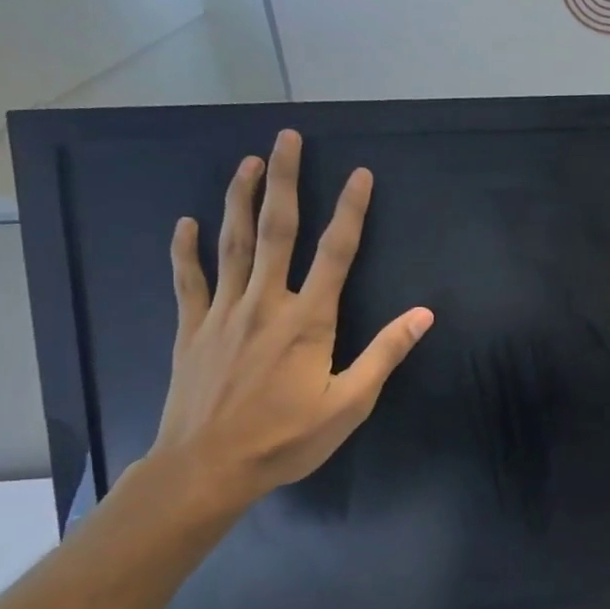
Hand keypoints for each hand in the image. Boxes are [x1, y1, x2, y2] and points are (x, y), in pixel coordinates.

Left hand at [148, 129, 432, 511]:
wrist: (207, 469)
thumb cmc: (287, 439)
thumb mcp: (350, 403)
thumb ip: (385, 353)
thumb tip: (424, 314)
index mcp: (308, 320)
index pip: (335, 252)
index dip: (350, 211)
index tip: (360, 175)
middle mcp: (265, 303)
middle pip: (276, 230)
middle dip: (285, 181)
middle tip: (286, 139)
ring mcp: (223, 313)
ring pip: (232, 244)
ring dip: (240, 199)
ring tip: (247, 162)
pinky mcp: (192, 330)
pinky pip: (188, 281)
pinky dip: (185, 250)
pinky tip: (185, 223)